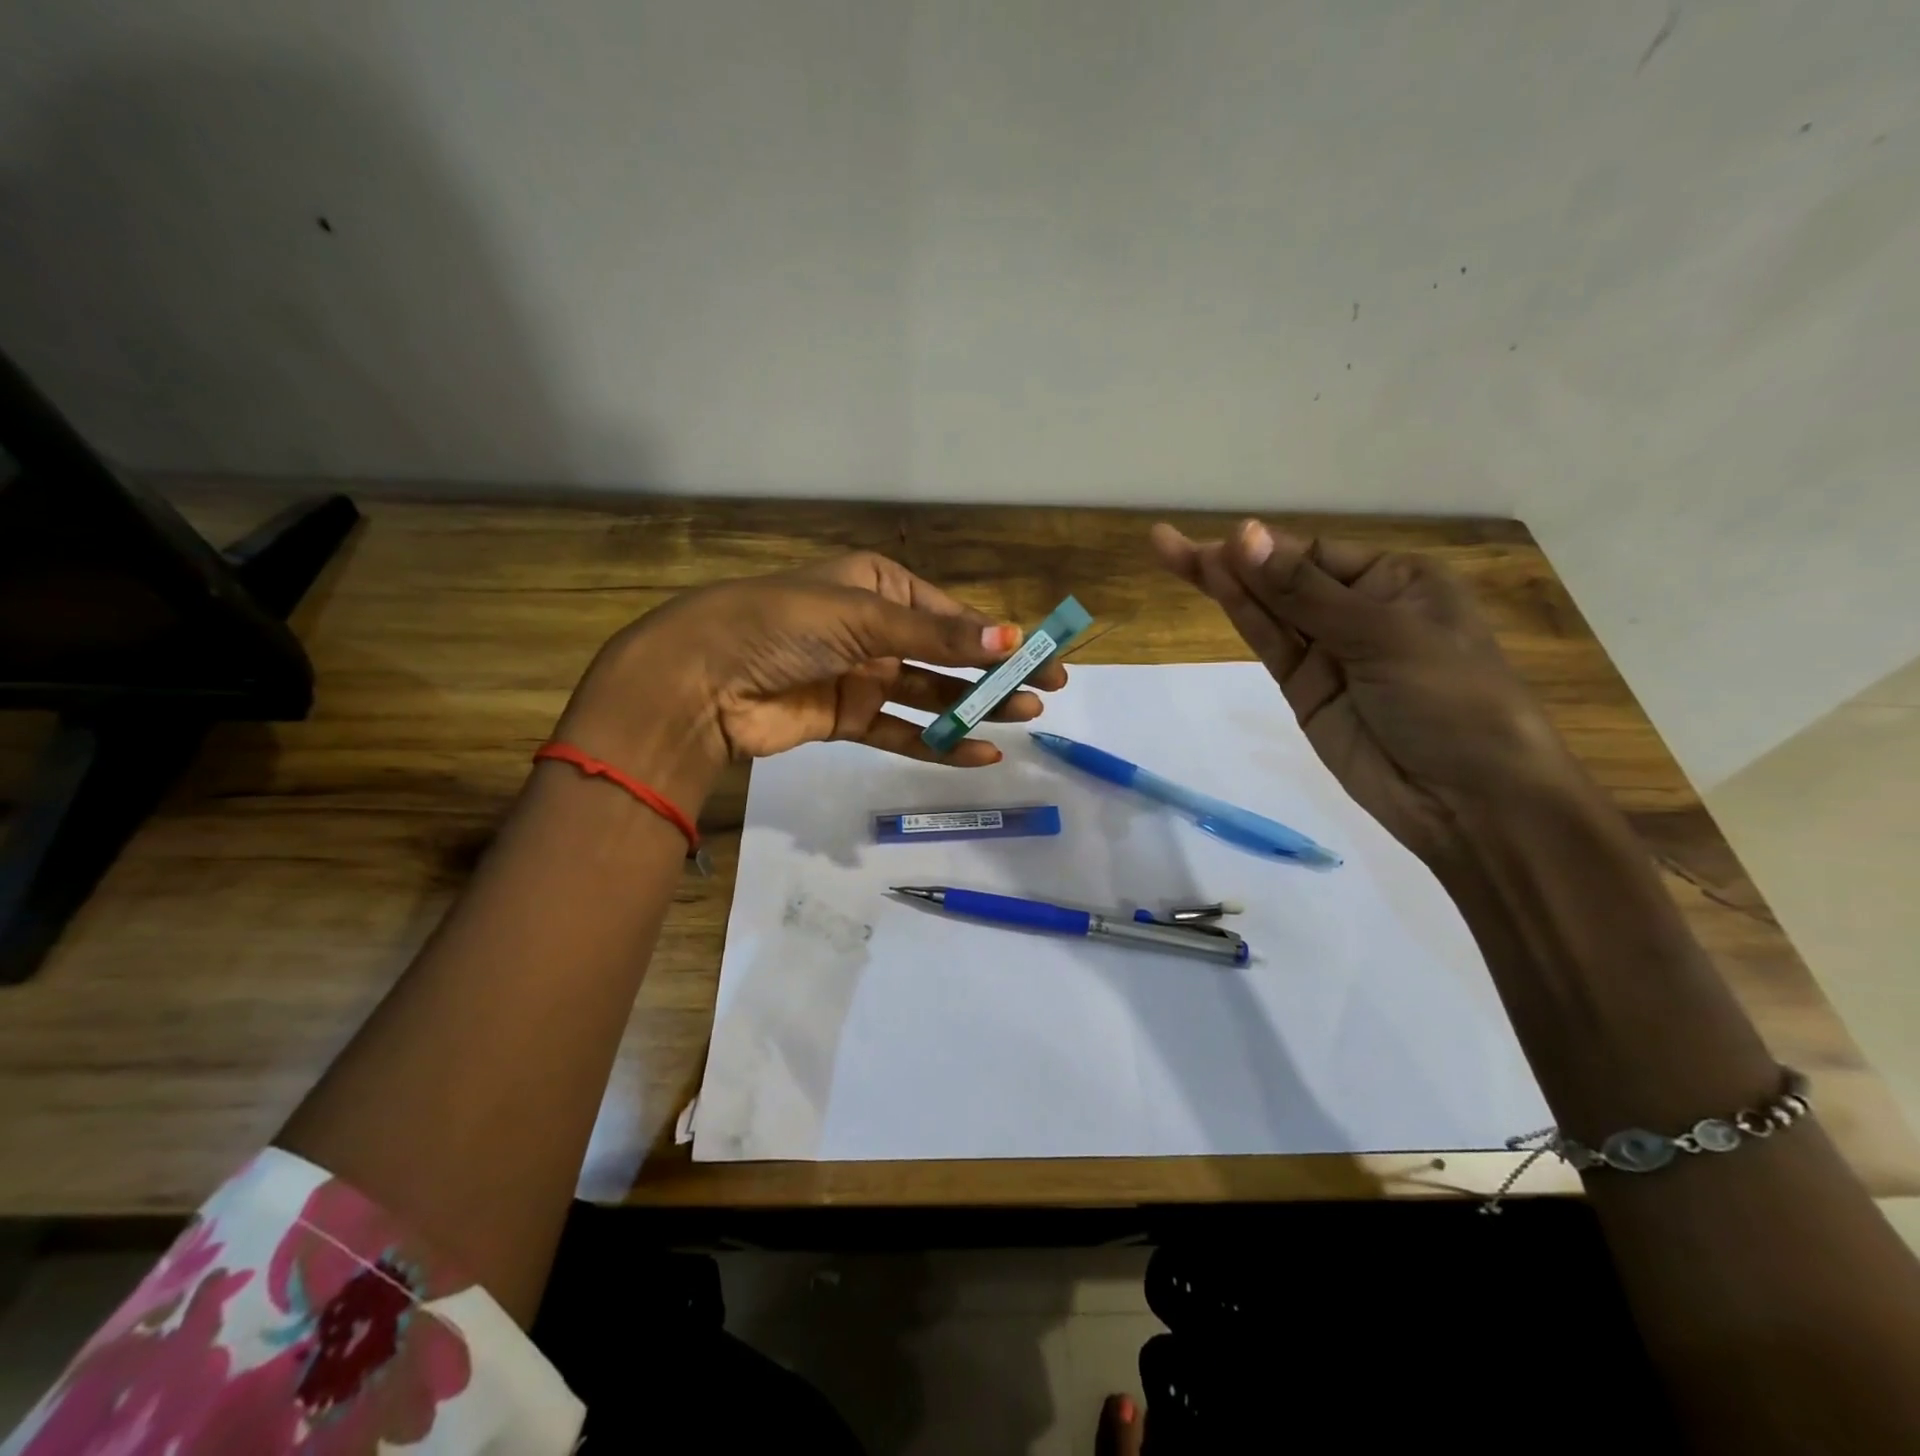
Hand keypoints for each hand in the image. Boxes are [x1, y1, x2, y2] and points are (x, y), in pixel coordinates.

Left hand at [559, 552, 1066, 799]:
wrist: (703, 679)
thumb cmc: (782, 625)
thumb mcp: (865, 618)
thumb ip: (938, 637)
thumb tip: (1013, 640)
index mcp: (877, 586)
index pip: (950, 613)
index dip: (997, 635)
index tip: (1042, 654)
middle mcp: (873, 629)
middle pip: (946, 655)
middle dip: (995, 673)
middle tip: (1045, 692)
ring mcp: (861, 676)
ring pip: (929, 695)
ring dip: (974, 707)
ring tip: (1023, 718)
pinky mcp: (847, 718)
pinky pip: (902, 732)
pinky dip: (938, 743)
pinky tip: (979, 753)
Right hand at [1152, 518, 1583, 863]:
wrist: (1469, 800)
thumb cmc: (1450, 699)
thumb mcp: (1383, 634)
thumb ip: (1305, 592)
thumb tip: (1245, 537)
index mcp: (1398, 581)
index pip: (1317, 553)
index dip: (1267, 548)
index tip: (1223, 543)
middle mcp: (1361, 610)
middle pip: (1284, 578)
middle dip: (1231, 559)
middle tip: (1165, 542)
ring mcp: (1329, 653)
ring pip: (1269, 610)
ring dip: (1225, 583)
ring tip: (1171, 554)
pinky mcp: (1305, 691)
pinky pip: (1271, 646)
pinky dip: (1243, 617)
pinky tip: (1214, 590)